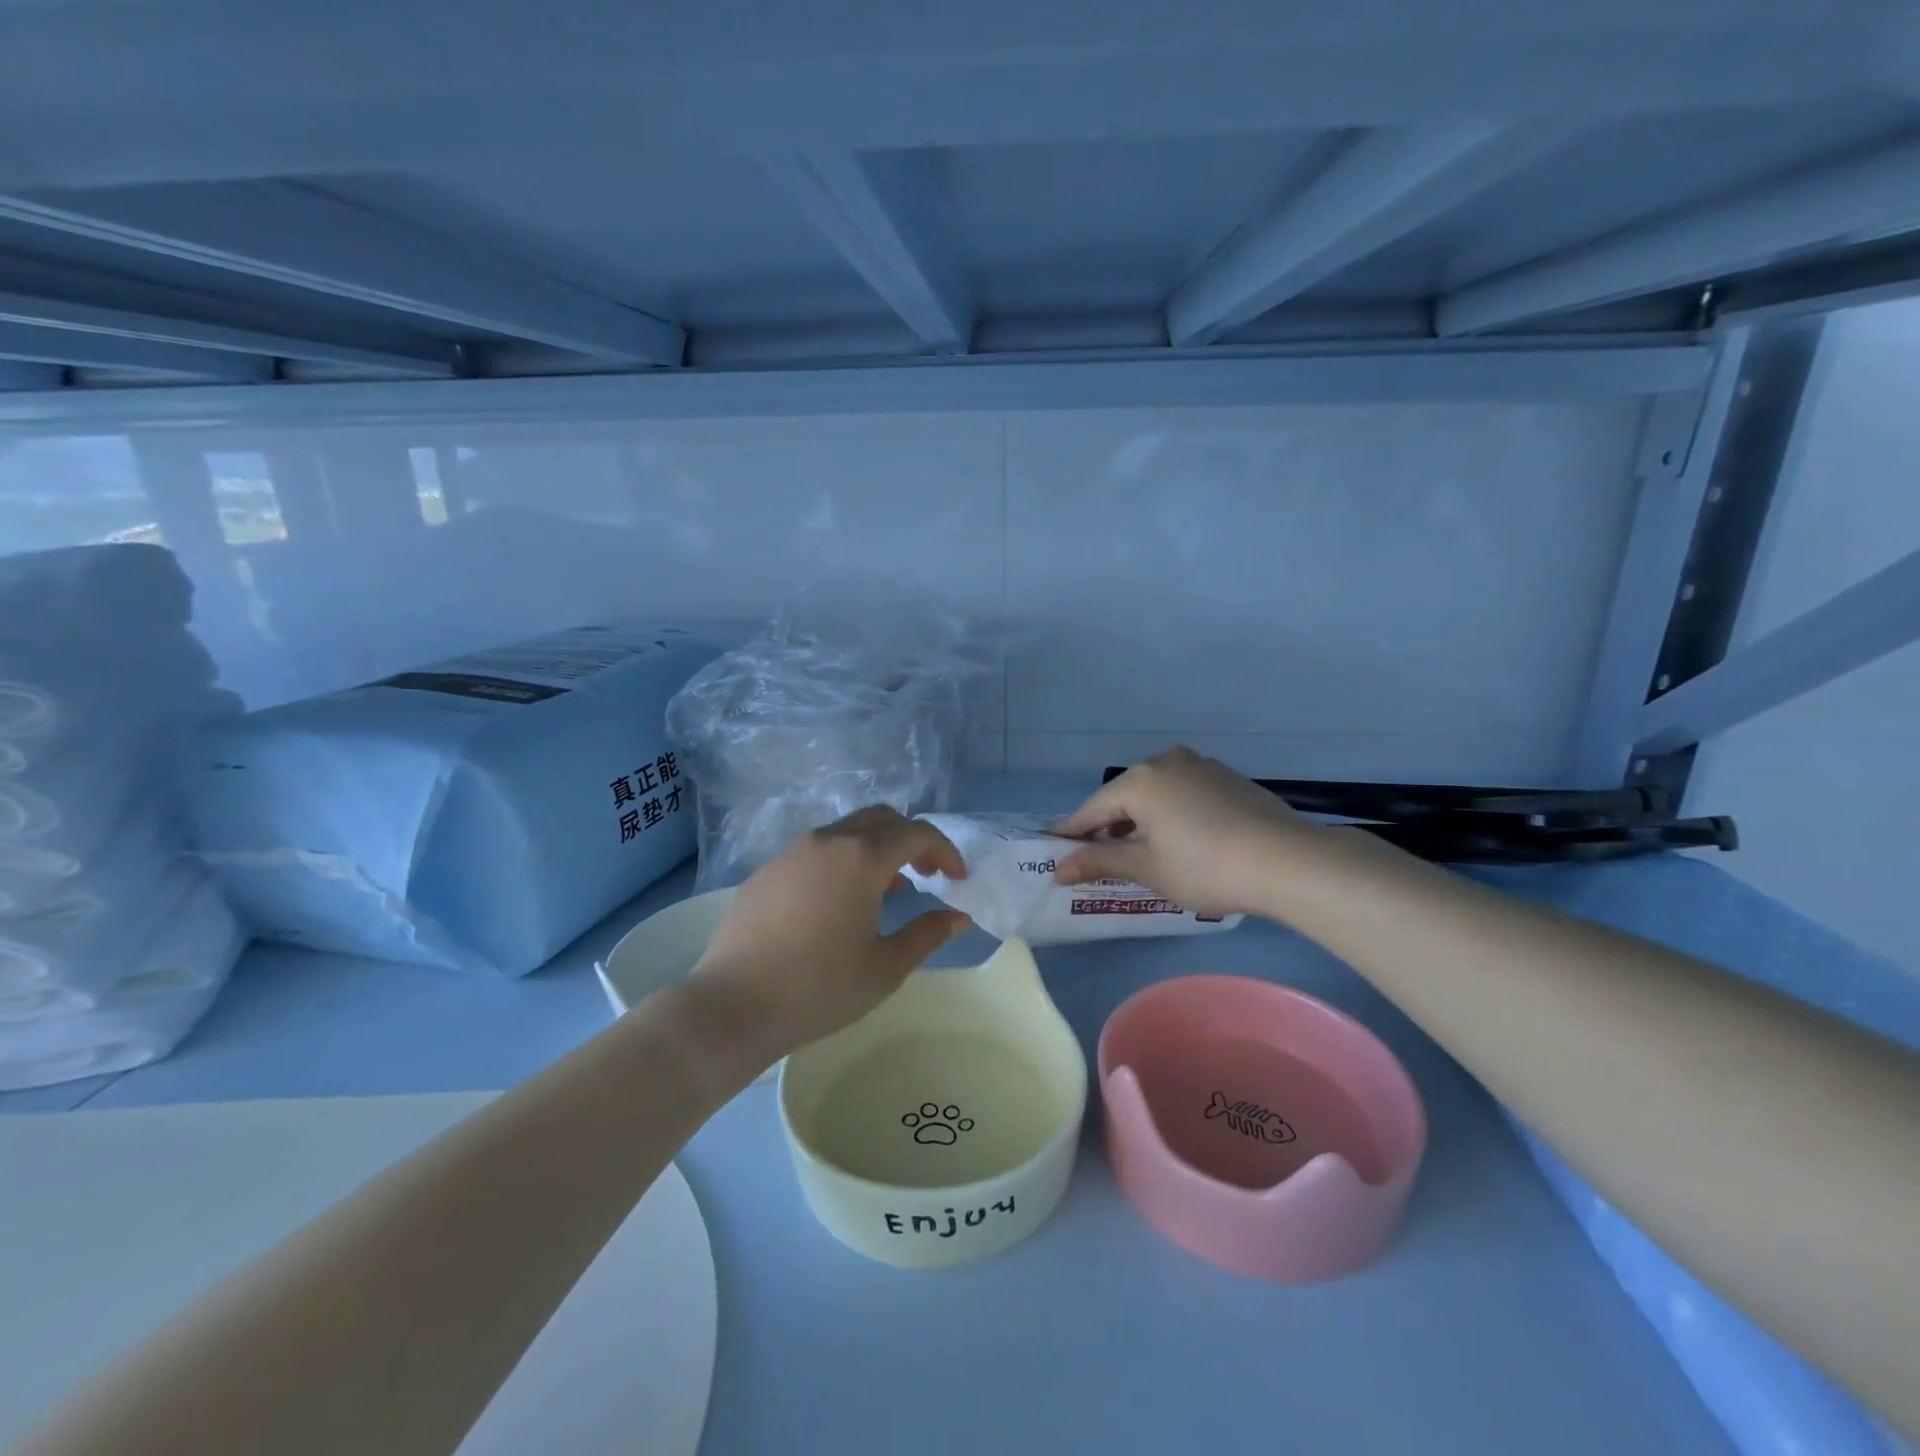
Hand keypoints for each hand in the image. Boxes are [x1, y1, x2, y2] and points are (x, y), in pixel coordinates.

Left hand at [685, 807, 970, 1065]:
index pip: (916, 833)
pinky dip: (841, 862)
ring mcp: (791, 853)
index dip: (944, 850)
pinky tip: (836, 904)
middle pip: (881, 819)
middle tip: (926, 875)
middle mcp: (827, 842)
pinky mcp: (766, 871)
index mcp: (861, 858)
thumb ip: (928, 935)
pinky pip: (815, 852)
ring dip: (875, 849)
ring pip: (846, 831)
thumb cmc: (818, 989)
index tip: (956, 878)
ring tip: (886, 890)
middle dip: (911, 840)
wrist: (732, 1006)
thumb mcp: (885, 968)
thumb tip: (958, 917)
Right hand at [1051, 746, 1329, 918]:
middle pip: (1123, 796)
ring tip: (1136, 851)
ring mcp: (1200, 765)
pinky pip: (1181, 792)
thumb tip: (1058, 868)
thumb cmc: (1206, 866)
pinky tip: (1177, 839)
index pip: (1093, 809)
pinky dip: (1168, 812)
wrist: (1289, 861)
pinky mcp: (1226, 777)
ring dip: (1139, 819)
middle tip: (1094, 855)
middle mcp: (1166, 761)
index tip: (1053, 848)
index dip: (1072, 832)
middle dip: (1107, 826)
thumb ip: (1100, 862)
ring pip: (1154, 792)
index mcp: (1140, 780)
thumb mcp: (1148, 868)